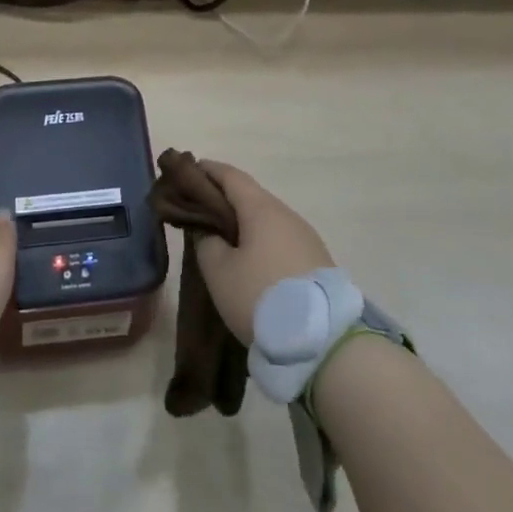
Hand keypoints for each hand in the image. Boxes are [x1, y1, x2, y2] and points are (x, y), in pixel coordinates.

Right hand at [193, 161, 333, 345]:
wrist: (323, 340)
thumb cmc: (261, 296)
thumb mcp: (219, 272)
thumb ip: (206, 242)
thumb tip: (209, 230)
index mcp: (262, 208)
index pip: (231, 175)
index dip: (208, 170)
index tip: (189, 171)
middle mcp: (287, 214)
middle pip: (251, 196)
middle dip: (225, 198)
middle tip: (201, 210)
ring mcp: (306, 237)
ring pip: (267, 220)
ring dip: (245, 222)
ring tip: (224, 238)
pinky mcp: (317, 262)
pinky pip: (281, 240)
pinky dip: (262, 240)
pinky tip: (252, 260)